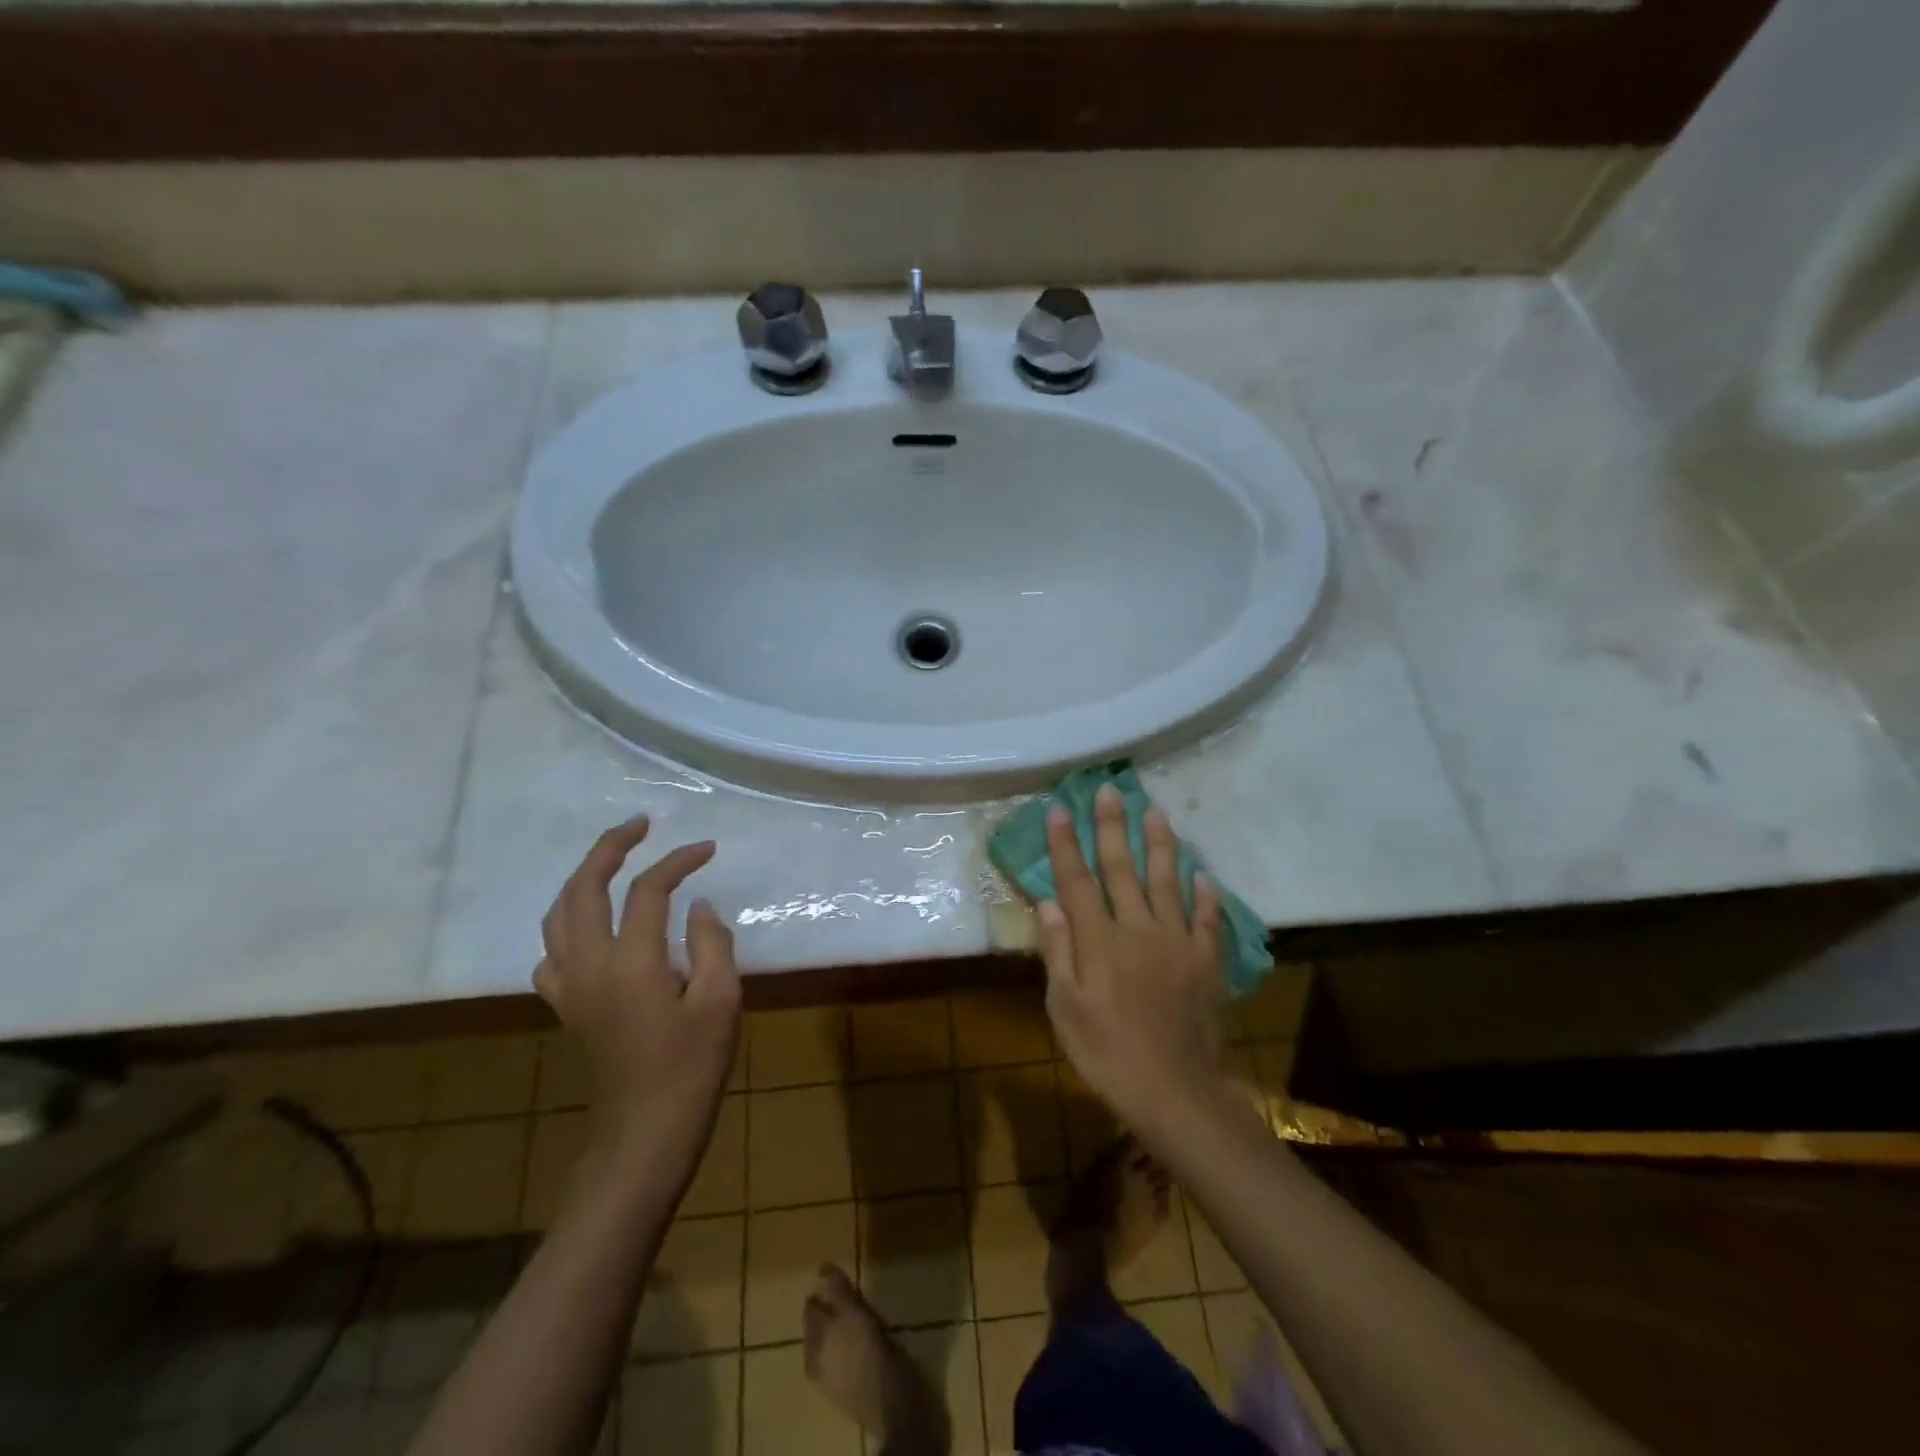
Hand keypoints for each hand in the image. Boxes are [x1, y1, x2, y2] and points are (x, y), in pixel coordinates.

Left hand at [534, 816, 740, 1173]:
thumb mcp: (721, 1000)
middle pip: (583, 888)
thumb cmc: (691, 1067)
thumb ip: (712, 943)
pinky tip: (589, 926)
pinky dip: (567, 924)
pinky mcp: (566, 1007)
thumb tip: (699, 906)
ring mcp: (571, 986)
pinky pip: (552, 952)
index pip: (649, 890)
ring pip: (558, 915)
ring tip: (611, 861)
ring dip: (582, 878)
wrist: (645, 1132)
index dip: (679, 861)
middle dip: (609, 848)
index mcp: (631, 961)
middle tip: (638, 825)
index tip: (708, 849)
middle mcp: (590, 964)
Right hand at [1037, 784, 1226, 1132]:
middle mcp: (1138, 929)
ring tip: (1156, 812)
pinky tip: (1203, 875)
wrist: (1175, 1093)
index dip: (1067, 843)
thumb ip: (1057, 951)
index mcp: (1099, 940)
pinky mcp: (1206, 963)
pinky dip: (1205, 896)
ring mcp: (1177, 943)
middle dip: (1112, 827)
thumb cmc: (1106, 1054)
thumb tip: (1048, 902)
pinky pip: (1207, 921)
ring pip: (1167, 882)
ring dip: (1160, 845)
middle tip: (1109, 790)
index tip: (1060, 808)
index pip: (1077, 880)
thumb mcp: (1065, 1009)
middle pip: (1122, 869)